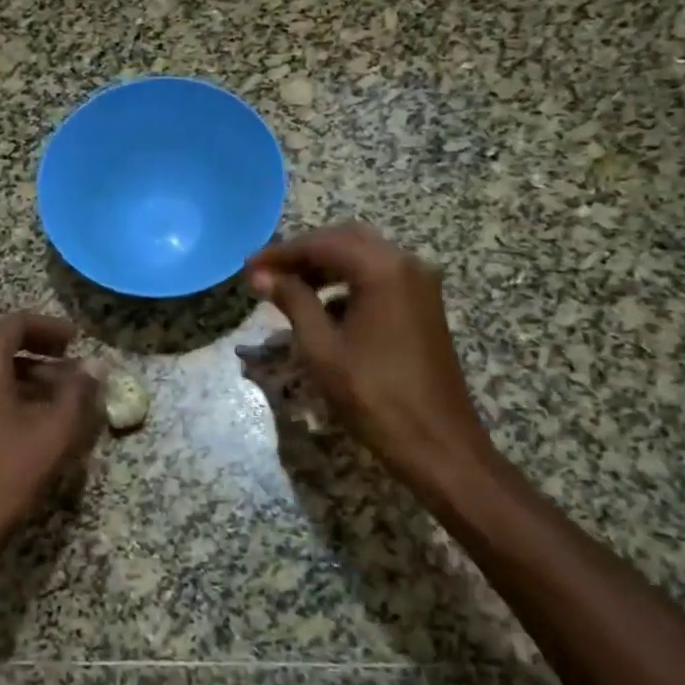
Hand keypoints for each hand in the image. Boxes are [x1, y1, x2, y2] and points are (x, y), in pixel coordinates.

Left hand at [0, 312, 102, 560]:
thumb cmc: (10, 471)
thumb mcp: (55, 430)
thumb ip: (79, 392)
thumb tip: (96, 367)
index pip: (12, 325)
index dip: (47, 326)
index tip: (75, 339)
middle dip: (38, 346)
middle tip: (70, 357)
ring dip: (29, 371)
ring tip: (64, 390)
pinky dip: (15, 391)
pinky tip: (40, 417)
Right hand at [246, 225, 492, 496]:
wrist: (436, 443)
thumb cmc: (372, 395)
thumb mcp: (321, 348)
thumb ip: (292, 301)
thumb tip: (262, 275)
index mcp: (382, 269)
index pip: (322, 244)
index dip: (281, 253)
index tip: (248, 266)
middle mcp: (407, 264)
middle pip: (347, 240)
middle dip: (304, 253)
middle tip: (267, 272)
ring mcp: (420, 285)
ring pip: (365, 257)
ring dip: (326, 267)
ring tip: (288, 288)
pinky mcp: (424, 306)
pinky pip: (380, 278)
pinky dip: (348, 282)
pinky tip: (324, 307)